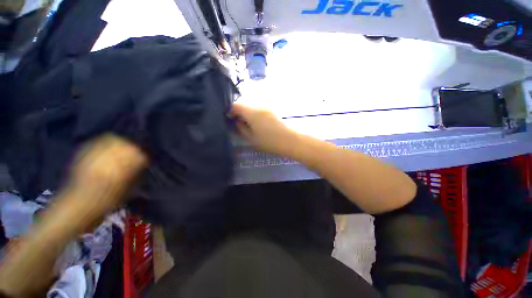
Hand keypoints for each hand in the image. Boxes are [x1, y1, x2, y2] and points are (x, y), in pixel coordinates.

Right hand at [231, 103, 298, 157]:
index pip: (236, 105)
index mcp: (252, 112)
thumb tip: (237, 122)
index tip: (230, 119)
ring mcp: (268, 105)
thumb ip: (241, 129)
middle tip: (239, 122)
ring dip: (248, 112)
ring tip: (249, 123)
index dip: (230, 111)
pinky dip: (255, 112)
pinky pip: (260, 107)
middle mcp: (259, 104)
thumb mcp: (252, 138)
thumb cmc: (270, 142)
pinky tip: (258, 122)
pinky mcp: (274, 109)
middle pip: (244, 103)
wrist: (292, 140)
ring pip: (253, 105)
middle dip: (239, 111)